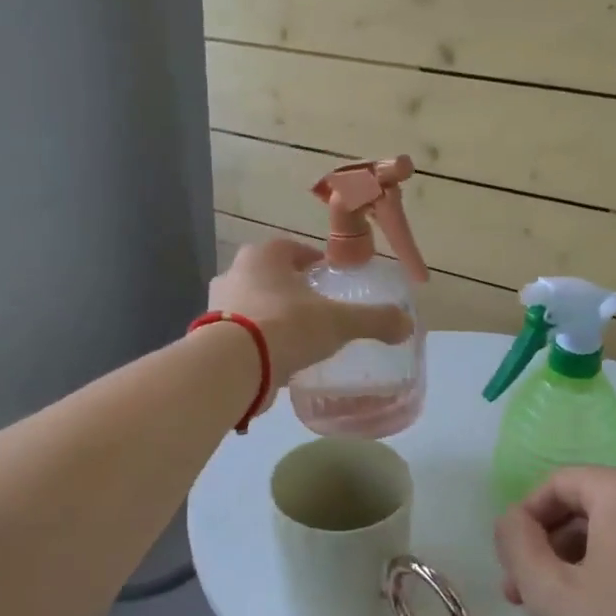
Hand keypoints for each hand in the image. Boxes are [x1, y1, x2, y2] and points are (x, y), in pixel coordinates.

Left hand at [209, 239, 413, 393]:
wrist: (233, 365)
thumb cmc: (287, 326)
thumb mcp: (339, 322)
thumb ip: (373, 320)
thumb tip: (407, 324)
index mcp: (264, 256)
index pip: (291, 249)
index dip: (311, 261)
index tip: (326, 276)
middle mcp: (235, 272)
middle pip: (268, 275)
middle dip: (289, 288)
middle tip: (313, 307)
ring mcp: (217, 305)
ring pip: (251, 304)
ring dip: (270, 314)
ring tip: (295, 337)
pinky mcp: (208, 337)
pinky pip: (239, 333)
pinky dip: (256, 341)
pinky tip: (274, 359)